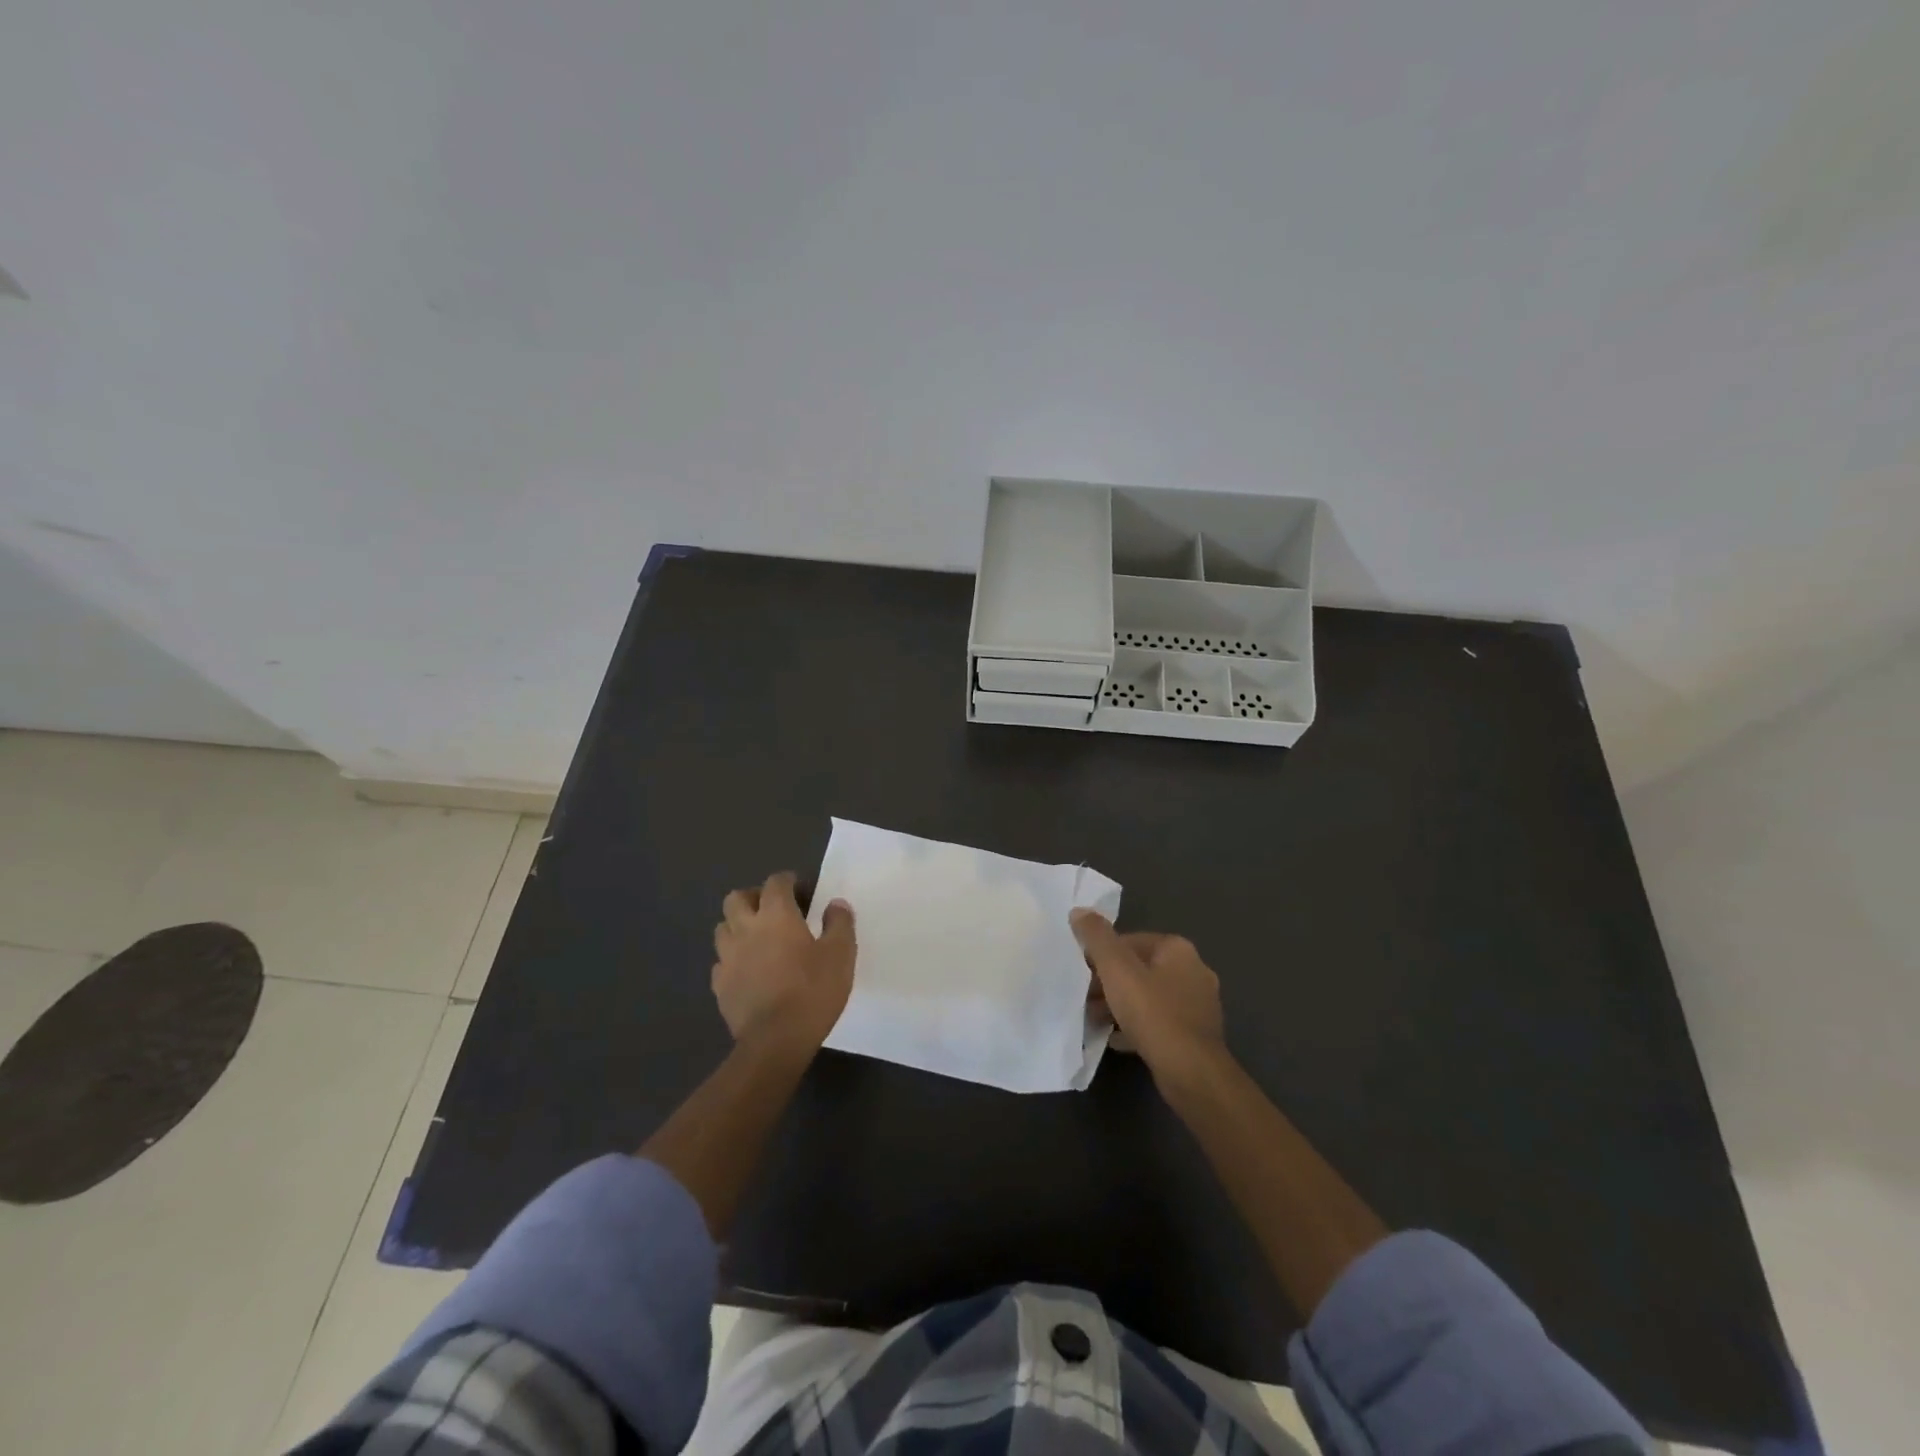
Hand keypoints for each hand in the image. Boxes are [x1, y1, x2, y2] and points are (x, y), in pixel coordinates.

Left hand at [712, 872, 855, 1053]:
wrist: (775, 1041)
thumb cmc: (812, 991)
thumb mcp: (841, 954)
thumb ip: (839, 923)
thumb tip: (835, 904)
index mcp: (776, 915)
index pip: (775, 882)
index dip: (787, 881)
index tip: (800, 890)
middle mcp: (746, 928)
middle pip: (737, 898)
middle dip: (753, 897)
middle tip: (773, 909)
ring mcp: (727, 957)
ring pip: (723, 928)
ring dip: (738, 926)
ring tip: (757, 939)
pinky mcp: (719, 985)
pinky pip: (721, 962)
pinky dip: (733, 960)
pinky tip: (748, 971)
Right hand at [1071, 910, 1224, 1080]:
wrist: (1191, 1073)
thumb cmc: (1153, 1013)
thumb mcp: (1117, 970)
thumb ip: (1096, 938)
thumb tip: (1079, 911)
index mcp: (1178, 949)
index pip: (1130, 941)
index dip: (1101, 955)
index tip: (1081, 974)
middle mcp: (1193, 971)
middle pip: (1139, 969)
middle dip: (1109, 983)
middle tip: (1084, 998)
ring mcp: (1198, 1005)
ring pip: (1148, 997)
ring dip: (1120, 1005)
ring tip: (1094, 1019)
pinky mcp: (1196, 1035)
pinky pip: (1158, 1022)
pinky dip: (1136, 1026)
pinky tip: (1116, 1039)